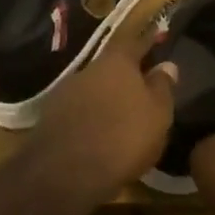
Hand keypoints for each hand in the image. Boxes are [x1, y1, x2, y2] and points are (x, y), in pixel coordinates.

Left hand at [28, 26, 178, 198]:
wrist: (64, 175)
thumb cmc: (122, 137)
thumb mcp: (157, 113)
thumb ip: (162, 86)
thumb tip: (167, 65)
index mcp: (116, 61)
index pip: (135, 42)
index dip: (147, 41)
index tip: (157, 38)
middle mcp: (87, 69)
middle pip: (111, 67)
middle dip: (125, 76)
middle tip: (141, 88)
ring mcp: (64, 94)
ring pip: (93, 90)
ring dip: (106, 99)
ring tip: (120, 117)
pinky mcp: (48, 121)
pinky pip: (78, 113)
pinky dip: (89, 119)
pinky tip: (99, 135)